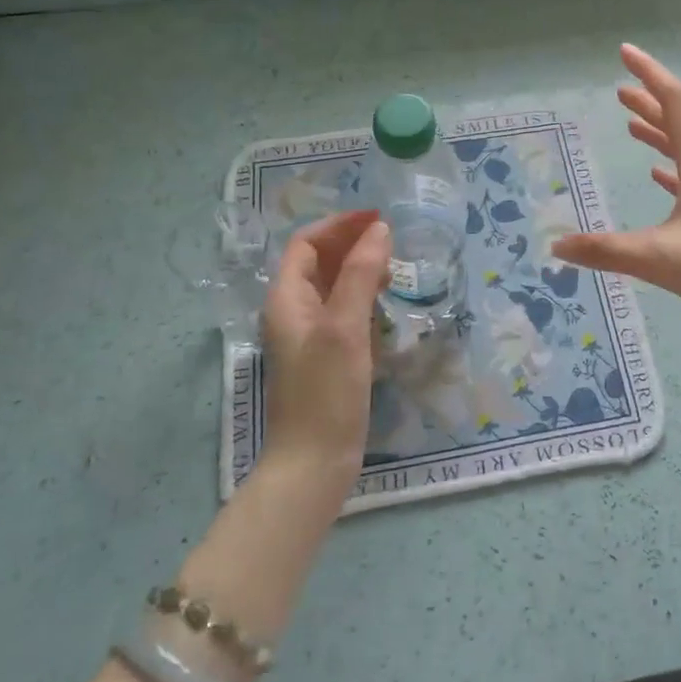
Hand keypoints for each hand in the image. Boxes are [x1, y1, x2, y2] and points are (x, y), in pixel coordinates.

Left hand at [258, 209, 391, 489]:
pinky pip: (343, 312)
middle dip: (351, 244)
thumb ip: (360, 274)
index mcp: (286, 299)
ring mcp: (309, 336)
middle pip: (318, 262)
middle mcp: (293, 312)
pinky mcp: (326, 356)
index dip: (339, 225)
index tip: (378, 218)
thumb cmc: (326, 392)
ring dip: (359, 269)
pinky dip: (363, 298)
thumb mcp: (344, 327)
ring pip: (332, 287)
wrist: (314, 463)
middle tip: (391, 242)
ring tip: (394, 268)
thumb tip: (379, 229)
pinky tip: (386, 304)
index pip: (306, 244)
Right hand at [553, 44, 680, 328]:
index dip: (650, 75)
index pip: (675, 104)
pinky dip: (671, 169)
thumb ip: (605, 251)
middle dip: (650, 101)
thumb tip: (556, 245)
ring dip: (659, 132)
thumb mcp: (658, 258)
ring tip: (631, 123)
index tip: (626, 53)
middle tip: (620, 89)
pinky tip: (658, 175)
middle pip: (680, 122)